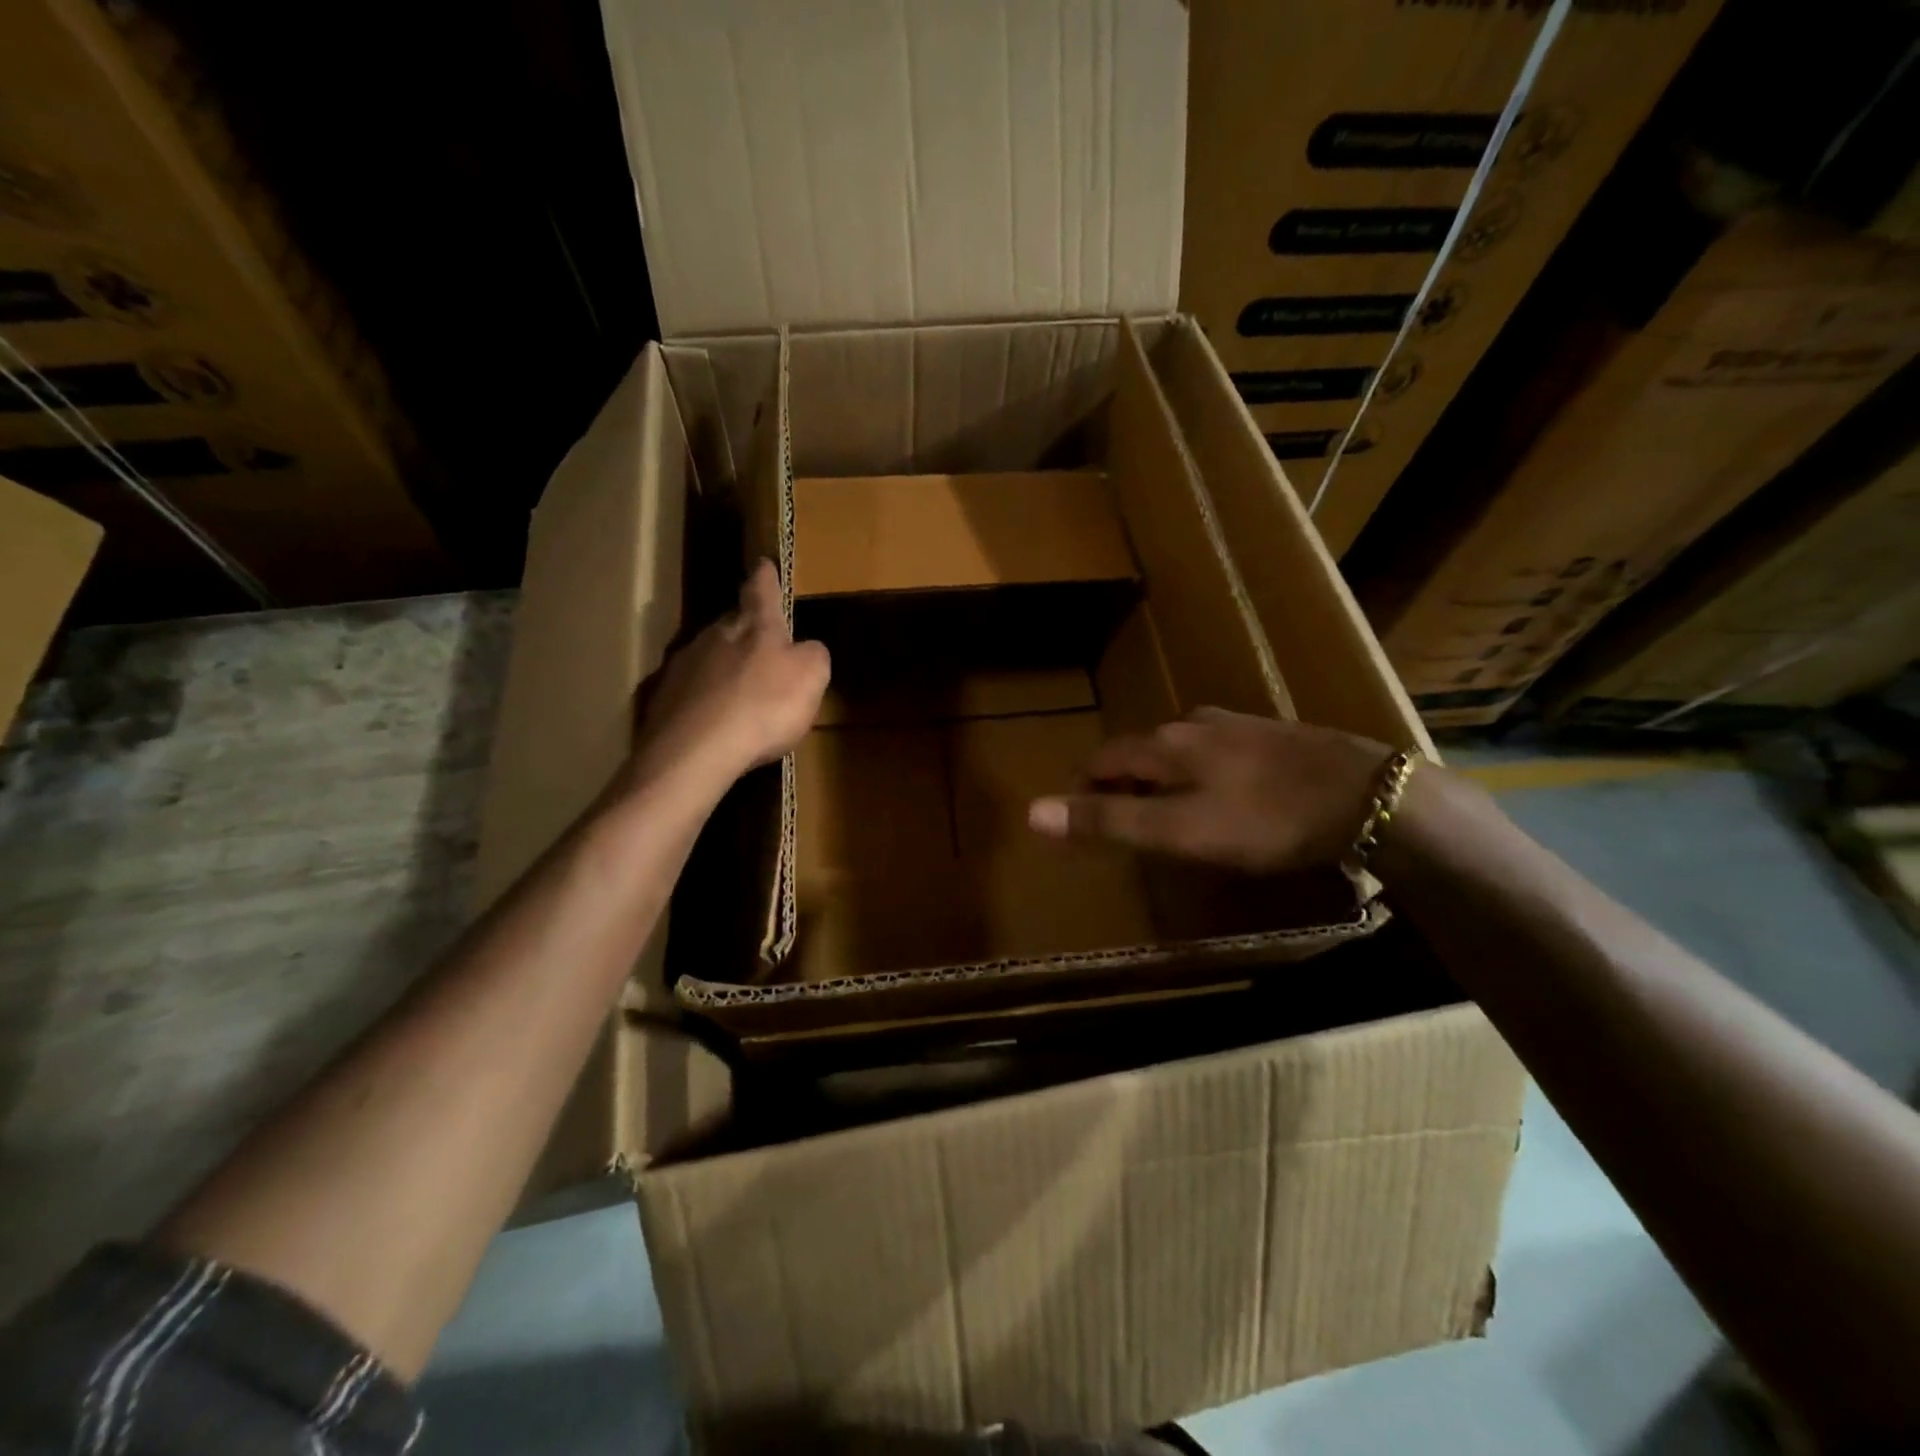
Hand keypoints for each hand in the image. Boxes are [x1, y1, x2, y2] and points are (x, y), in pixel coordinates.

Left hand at [630, 559, 829, 790]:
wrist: (695, 751)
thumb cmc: (763, 707)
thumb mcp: (811, 678)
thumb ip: (813, 656)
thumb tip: (807, 649)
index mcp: (754, 626)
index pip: (761, 590)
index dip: (765, 578)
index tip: (763, 563)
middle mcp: (714, 636)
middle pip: (731, 623)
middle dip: (745, 629)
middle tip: (759, 643)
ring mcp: (683, 666)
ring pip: (708, 657)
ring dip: (723, 668)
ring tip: (739, 691)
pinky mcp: (663, 700)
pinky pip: (691, 693)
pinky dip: (705, 701)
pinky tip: (714, 722)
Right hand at [1027, 707, 1392, 873]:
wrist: (1366, 797)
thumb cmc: (1263, 819)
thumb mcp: (1178, 831)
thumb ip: (1107, 821)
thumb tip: (1033, 812)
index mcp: (1164, 745)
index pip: (1102, 759)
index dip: (1082, 788)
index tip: (1079, 818)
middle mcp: (1193, 724)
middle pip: (1138, 752)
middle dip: (1121, 783)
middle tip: (1122, 823)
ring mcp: (1236, 725)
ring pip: (1178, 750)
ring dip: (1161, 778)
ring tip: (1168, 813)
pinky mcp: (1271, 735)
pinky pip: (1215, 752)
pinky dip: (1199, 774)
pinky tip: (1222, 796)